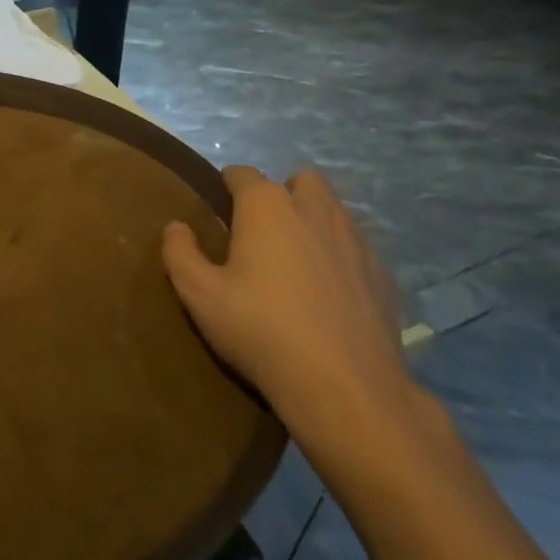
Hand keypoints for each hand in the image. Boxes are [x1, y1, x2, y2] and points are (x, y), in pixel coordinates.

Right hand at [162, 167, 415, 457]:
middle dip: (281, 193)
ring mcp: (356, 241)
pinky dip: (340, 257)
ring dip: (313, 220)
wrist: (344, 385)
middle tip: (260, 231)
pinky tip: (328, 291)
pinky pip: (357, 249)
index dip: (227, 185)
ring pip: (334, 210)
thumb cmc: (260, 329)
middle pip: (301, 180)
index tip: (217, 208)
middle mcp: (315, 211)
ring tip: (294, 258)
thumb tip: (176, 227)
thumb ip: (179, 252)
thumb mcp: (199, 294)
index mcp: (267, 207)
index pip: (243, 174)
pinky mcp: (383, 275)